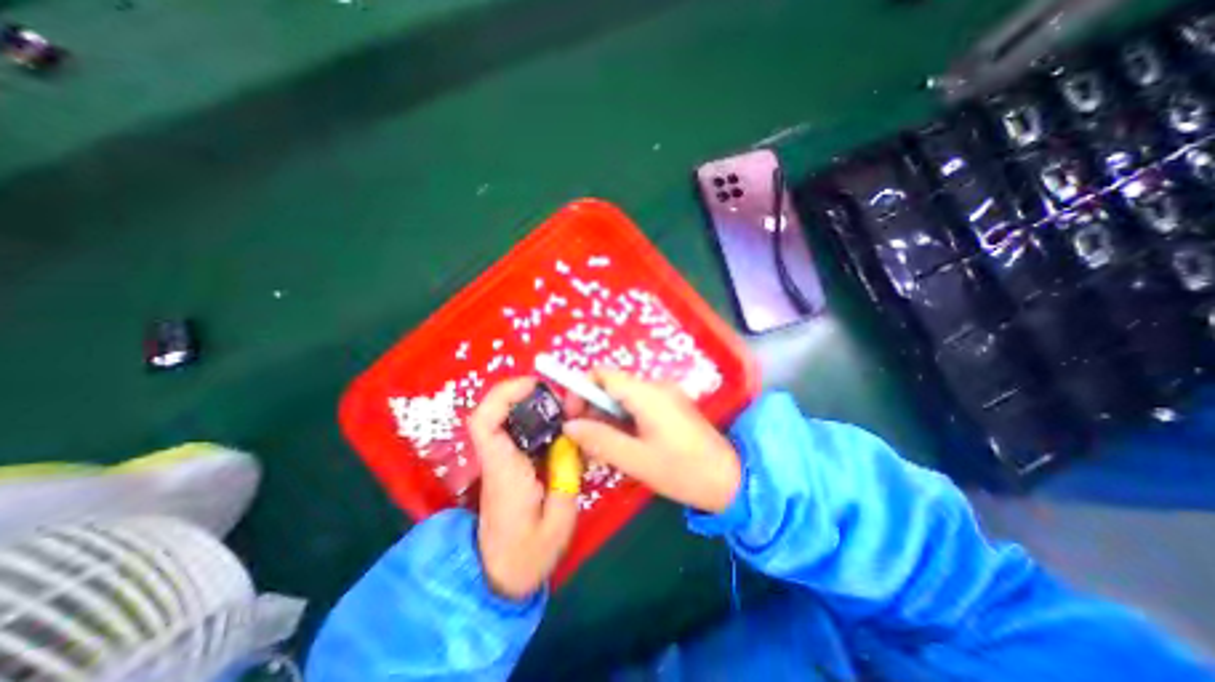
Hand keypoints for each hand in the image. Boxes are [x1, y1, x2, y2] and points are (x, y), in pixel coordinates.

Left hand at [469, 380, 576, 602]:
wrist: (499, 579)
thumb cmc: (526, 557)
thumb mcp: (558, 523)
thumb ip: (567, 479)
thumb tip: (571, 441)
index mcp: (504, 472)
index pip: (484, 423)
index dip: (503, 395)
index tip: (534, 386)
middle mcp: (497, 460)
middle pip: (493, 413)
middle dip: (523, 394)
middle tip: (558, 397)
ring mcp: (501, 462)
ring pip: (506, 420)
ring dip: (531, 406)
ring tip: (563, 408)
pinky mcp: (509, 466)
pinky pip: (518, 433)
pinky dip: (536, 421)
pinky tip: (559, 428)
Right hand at [558, 373, 741, 510]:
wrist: (730, 480)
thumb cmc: (683, 471)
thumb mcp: (636, 459)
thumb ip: (600, 439)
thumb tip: (568, 426)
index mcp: (646, 393)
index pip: (602, 374)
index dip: (580, 390)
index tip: (572, 417)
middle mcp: (655, 387)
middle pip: (611, 386)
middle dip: (591, 408)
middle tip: (583, 440)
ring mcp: (664, 396)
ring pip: (622, 398)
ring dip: (606, 418)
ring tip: (599, 449)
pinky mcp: (669, 408)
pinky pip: (637, 407)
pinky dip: (622, 421)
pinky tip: (620, 445)